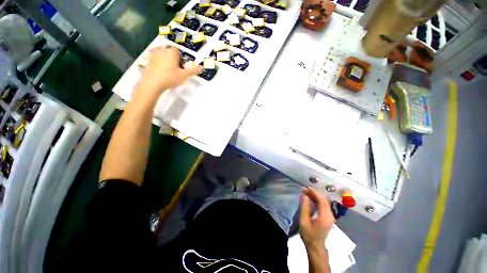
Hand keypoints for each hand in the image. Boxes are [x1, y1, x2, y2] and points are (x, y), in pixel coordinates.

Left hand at [138, 46, 201, 93]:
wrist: (153, 82)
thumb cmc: (170, 77)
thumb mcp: (183, 75)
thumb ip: (192, 71)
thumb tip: (202, 68)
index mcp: (171, 52)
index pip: (177, 50)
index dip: (180, 57)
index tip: (181, 65)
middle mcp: (162, 50)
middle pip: (169, 51)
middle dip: (172, 57)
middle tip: (175, 68)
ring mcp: (154, 54)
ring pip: (162, 53)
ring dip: (165, 58)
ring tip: (168, 69)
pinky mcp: (148, 59)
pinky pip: (155, 57)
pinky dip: (158, 61)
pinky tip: (160, 69)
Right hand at [299, 187, 334, 248]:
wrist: (316, 246)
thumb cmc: (309, 235)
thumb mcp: (304, 221)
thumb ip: (304, 207)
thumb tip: (304, 194)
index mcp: (325, 216)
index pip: (322, 200)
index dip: (314, 192)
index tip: (306, 188)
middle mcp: (330, 215)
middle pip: (324, 199)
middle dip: (314, 193)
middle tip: (304, 190)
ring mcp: (330, 216)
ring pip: (324, 201)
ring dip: (315, 196)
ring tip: (306, 193)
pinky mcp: (328, 217)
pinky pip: (324, 205)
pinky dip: (317, 200)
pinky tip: (310, 199)